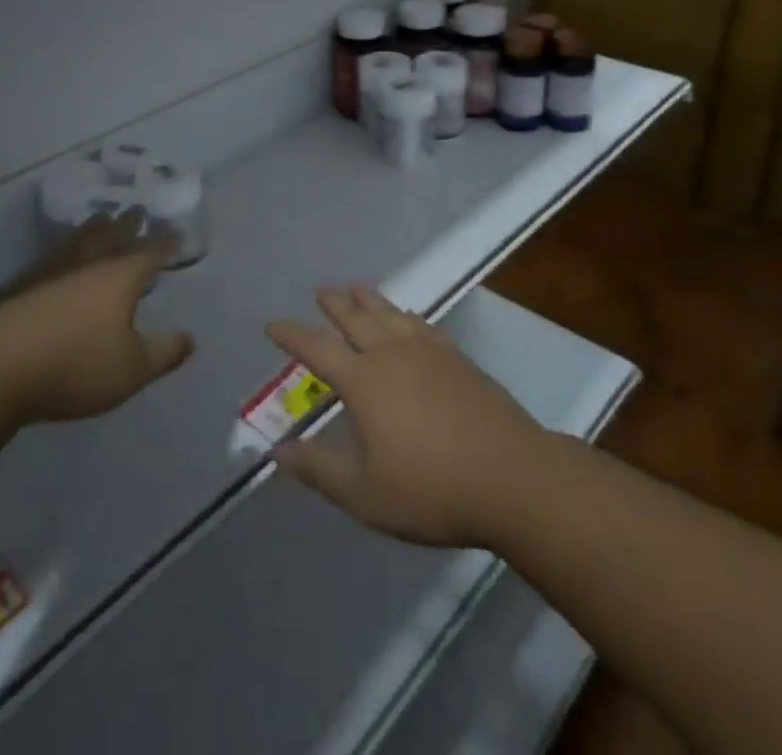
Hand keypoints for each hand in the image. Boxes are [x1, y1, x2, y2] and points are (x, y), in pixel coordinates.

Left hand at [0, 217, 193, 422]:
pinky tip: (58, 257)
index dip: (164, 244)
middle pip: (112, 236)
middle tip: (136, 211)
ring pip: (79, 241)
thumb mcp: (132, 369)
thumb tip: (189, 338)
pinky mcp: (20, 286)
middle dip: (128, 225)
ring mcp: (50, 271)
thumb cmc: (75, 365)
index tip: (176, 236)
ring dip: (93, 229)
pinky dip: (63, 251)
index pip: (149, 252)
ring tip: (101, 219)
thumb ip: (164, 353)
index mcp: (119, 276)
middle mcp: (87, 264)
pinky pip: (51, 257)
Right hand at [266, 286, 551, 549]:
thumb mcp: (363, 493)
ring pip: (389, 313)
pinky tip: (406, 316)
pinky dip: (404, 314)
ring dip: (369, 300)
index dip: (292, 334)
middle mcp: (391, 353)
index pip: (317, 348)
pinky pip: (421, 324)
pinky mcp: (456, 358)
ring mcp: (427, 351)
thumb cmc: (430, 489)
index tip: (272, 324)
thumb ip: (317, 468)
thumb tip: (277, 448)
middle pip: (355, 318)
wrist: (510, 476)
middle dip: (334, 304)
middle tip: (321, 291)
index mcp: (363, 380)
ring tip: (356, 288)